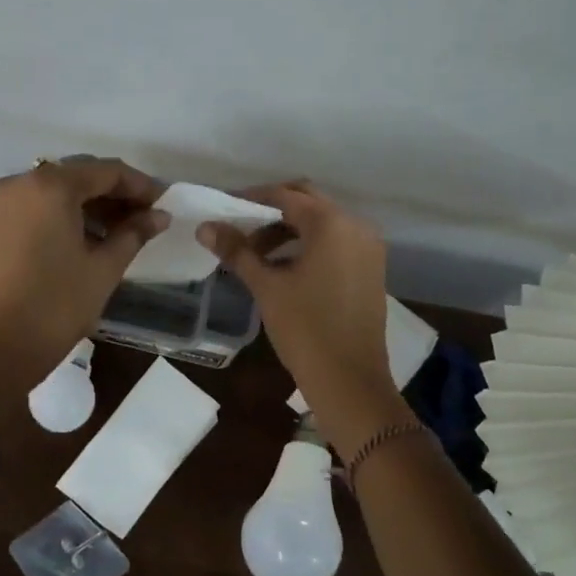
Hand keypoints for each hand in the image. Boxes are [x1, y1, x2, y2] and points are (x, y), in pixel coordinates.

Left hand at [0, 157, 165, 385]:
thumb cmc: (57, 305)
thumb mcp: (104, 268)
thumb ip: (134, 233)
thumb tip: (159, 216)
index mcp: (51, 185)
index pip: (106, 171)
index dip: (140, 186)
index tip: (164, 204)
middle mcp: (21, 182)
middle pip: (79, 176)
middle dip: (115, 194)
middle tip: (146, 218)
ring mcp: (1, 203)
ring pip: (57, 191)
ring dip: (91, 206)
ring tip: (122, 232)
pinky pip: (37, 207)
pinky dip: (65, 215)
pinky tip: (88, 238)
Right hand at [198, 182, 410, 449]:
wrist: (349, 380)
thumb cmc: (305, 329)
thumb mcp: (267, 287)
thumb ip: (237, 251)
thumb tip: (205, 227)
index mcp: (331, 224)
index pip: (285, 195)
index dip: (251, 199)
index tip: (224, 209)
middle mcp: (356, 226)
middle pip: (307, 202)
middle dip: (271, 210)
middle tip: (239, 227)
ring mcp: (368, 248)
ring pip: (322, 223)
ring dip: (289, 229)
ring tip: (255, 253)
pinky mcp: (371, 269)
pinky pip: (336, 242)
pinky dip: (308, 245)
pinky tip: (283, 267)